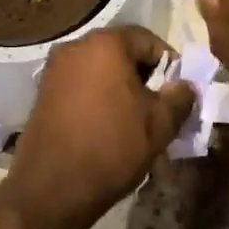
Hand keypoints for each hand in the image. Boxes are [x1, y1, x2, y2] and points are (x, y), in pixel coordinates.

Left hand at [2, 26, 194, 228]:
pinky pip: (80, 84)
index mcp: (106, 43)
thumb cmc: (112, 147)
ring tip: (133, 119)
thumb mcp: (159, 124)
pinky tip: (105, 124)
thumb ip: (179, 98)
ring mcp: (55, 68)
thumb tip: (186, 85)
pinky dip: (96, 96)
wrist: (52, 188)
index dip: (169, 64)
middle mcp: (76, 46)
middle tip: (158, 106)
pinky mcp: (43, 91)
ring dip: (119, 87)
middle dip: (143, 75)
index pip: (148, 40)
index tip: (178, 92)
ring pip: (99, 68)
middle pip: (121, 51)